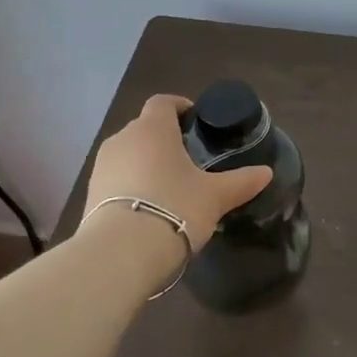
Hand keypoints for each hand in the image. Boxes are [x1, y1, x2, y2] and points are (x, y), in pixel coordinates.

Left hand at [82, 95, 271, 256]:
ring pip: (128, 154)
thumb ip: (241, 182)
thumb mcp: (215, 196)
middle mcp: (123, 139)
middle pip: (144, 128)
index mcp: (153, 128)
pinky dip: (131, 186)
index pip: (163, 102)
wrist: (120, 253)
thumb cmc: (175, 207)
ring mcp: (101, 167)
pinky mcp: (90, 194)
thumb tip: (266, 173)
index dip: (179, 107)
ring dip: (146, 163)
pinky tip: (148, 209)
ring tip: (169, 186)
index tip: (195, 121)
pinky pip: (116, 180)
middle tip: (188, 159)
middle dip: (164, 139)